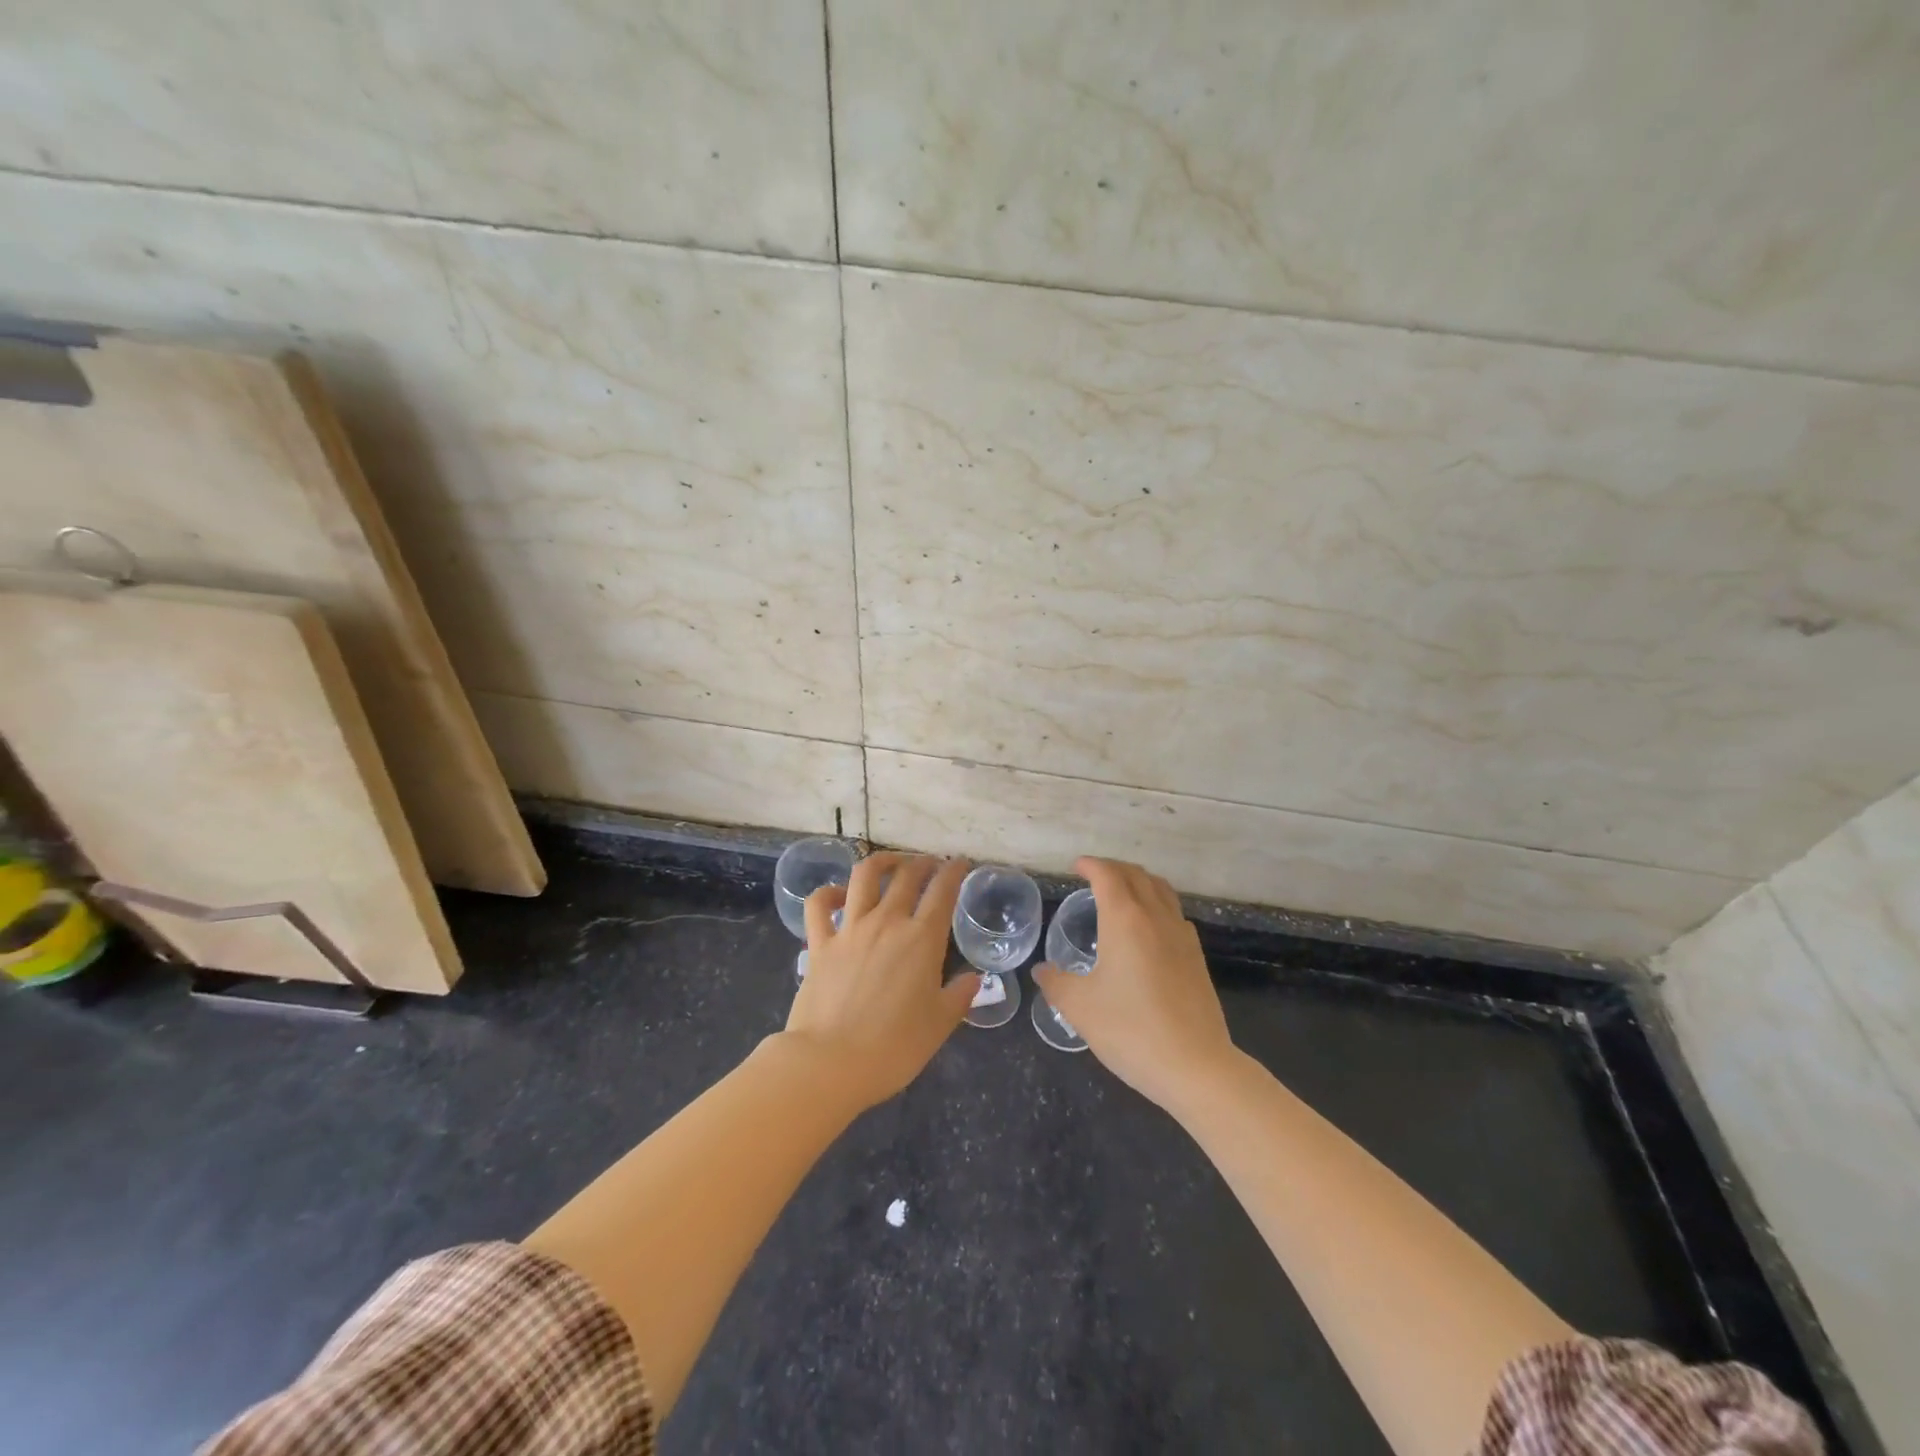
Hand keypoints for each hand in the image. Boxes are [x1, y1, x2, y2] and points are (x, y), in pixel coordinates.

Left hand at [782, 853, 978, 1109]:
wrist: (830, 1062)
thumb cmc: (894, 1047)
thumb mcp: (939, 1025)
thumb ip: (959, 996)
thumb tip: (974, 979)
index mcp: (922, 939)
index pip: (943, 890)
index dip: (954, 871)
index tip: (960, 862)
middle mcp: (887, 922)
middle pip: (907, 875)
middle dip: (922, 862)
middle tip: (930, 864)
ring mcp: (850, 929)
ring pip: (864, 876)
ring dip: (881, 862)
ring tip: (891, 863)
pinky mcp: (819, 943)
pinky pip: (819, 905)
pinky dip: (828, 893)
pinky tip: (838, 895)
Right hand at [1034, 857, 1234, 1111]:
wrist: (1195, 1066)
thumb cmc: (1130, 1030)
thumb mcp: (1080, 1007)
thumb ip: (1056, 983)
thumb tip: (1042, 971)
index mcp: (1124, 920)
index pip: (1107, 875)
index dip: (1090, 865)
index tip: (1076, 866)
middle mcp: (1155, 917)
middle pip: (1137, 875)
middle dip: (1113, 868)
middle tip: (1093, 875)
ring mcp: (1181, 936)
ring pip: (1161, 890)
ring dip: (1139, 881)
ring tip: (1122, 893)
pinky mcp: (1197, 957)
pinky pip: (1174, 913)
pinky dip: (1157, 905)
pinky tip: (1149, 928)